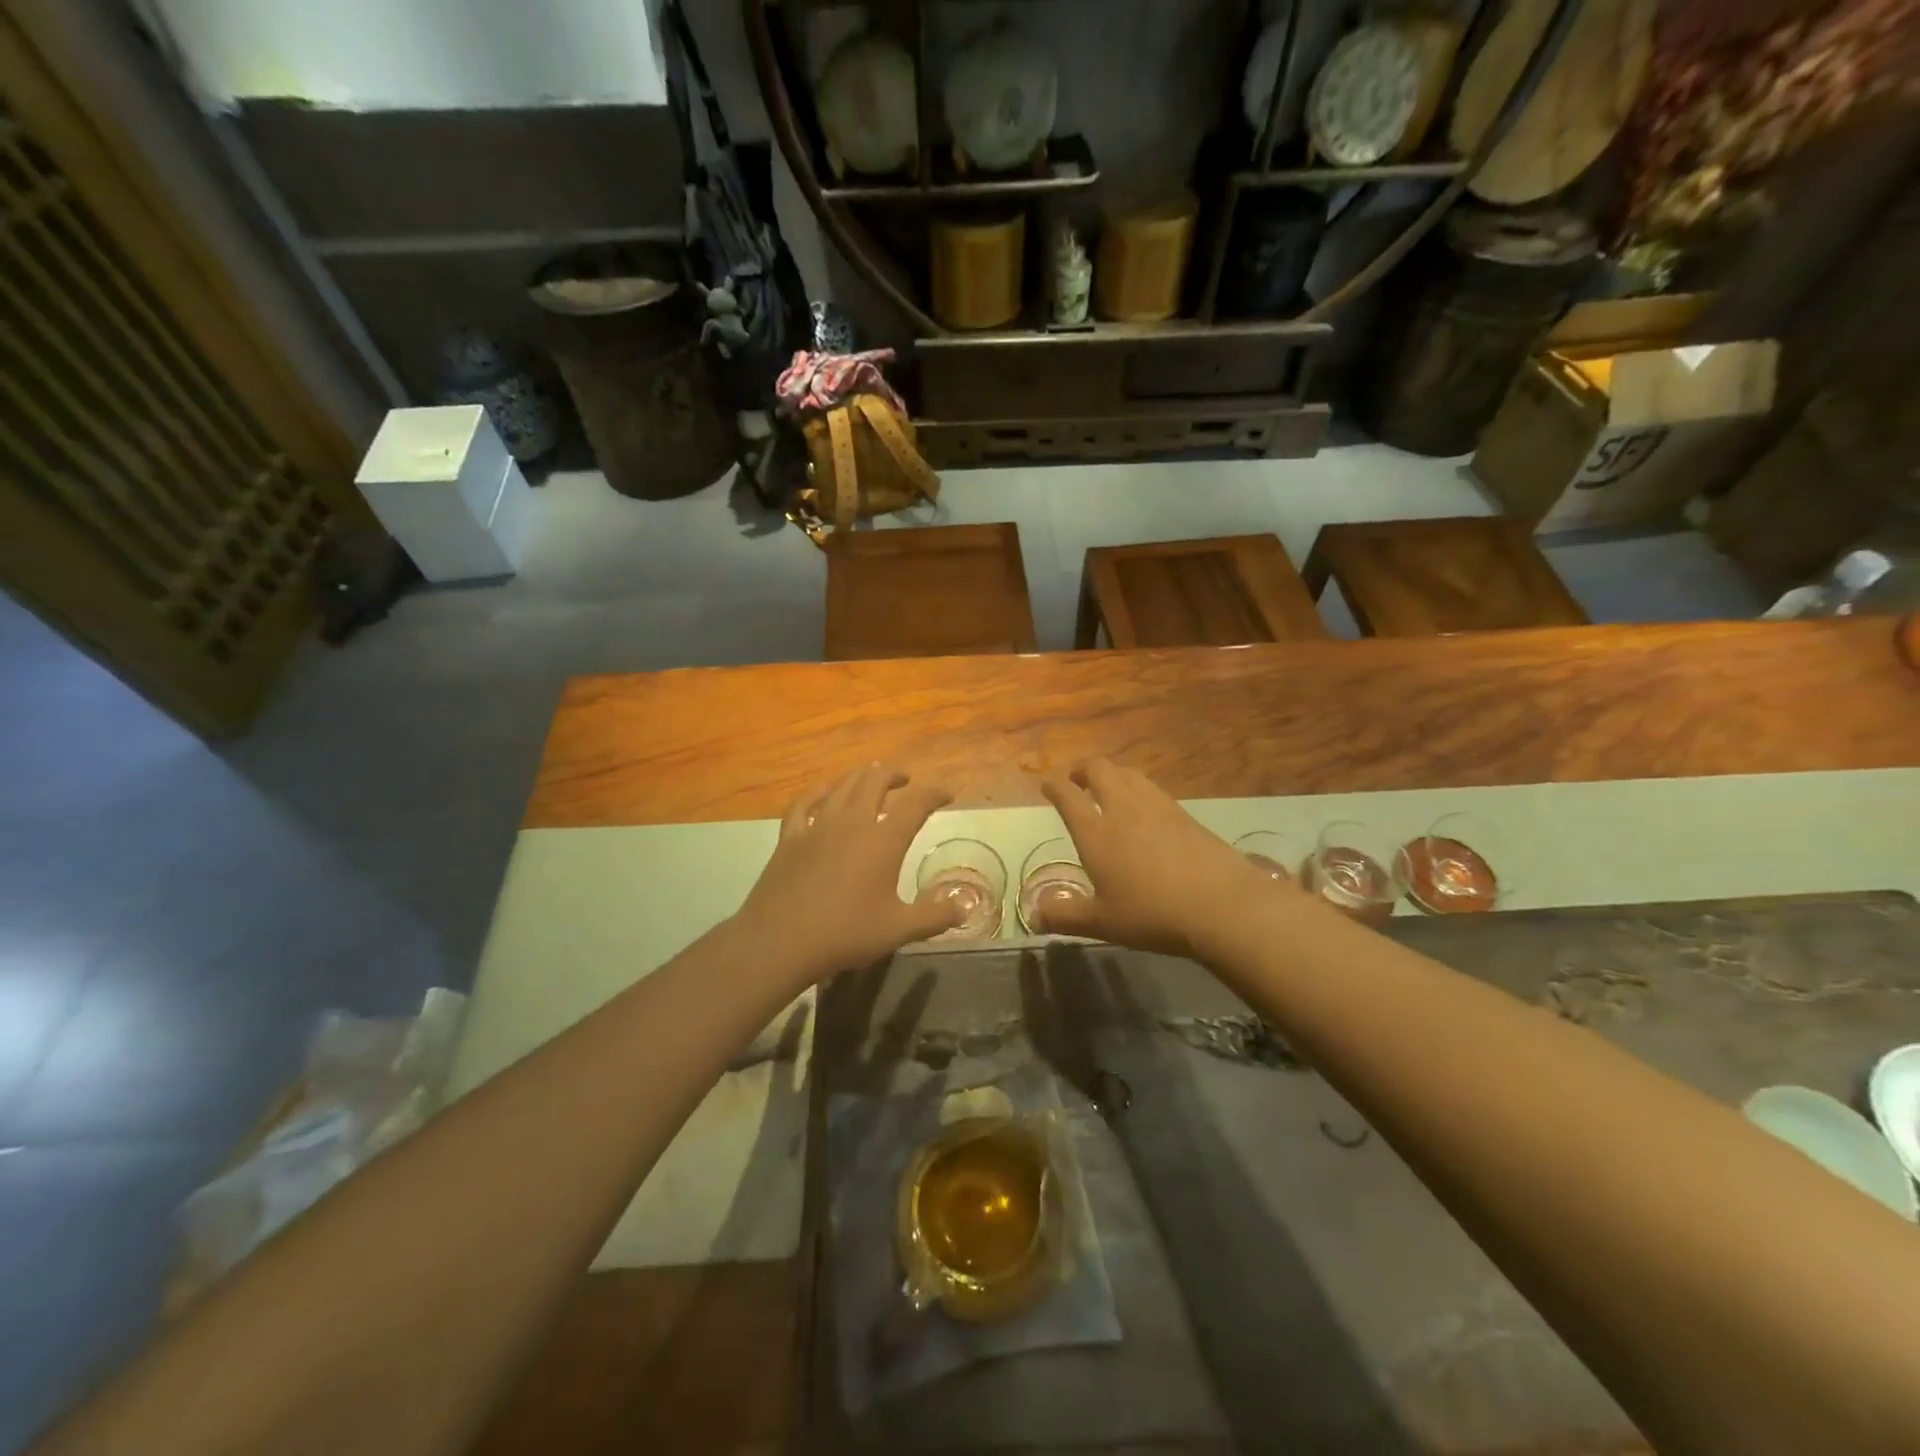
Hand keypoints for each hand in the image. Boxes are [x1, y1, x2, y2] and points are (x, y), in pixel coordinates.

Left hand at [734, 764, 963, 985]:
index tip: (947, 793)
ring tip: (871, 775)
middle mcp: (852, 822)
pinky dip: (819, 792)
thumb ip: (934, 916)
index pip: (916, 803)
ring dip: (861, 776)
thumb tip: (965, 907)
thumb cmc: (845, 934)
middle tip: (906, 780)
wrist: (780, 941)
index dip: (934, 793)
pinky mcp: (790, 837)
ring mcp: (817, 826)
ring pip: (842, 786)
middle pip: (875, 781)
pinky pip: (805, 803)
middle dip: (894, 775)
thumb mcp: (898, 930)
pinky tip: (824, 791)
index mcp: (883, 840)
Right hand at [1038, 758, 1299, 957]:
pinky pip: (1152, 788)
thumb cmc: (1152, 914)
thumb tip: (1034, 916)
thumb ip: (1065, 917)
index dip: (1054, 786)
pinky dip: (1138, 788)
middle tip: (1077, 781)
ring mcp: (1157, 806)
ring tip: (1108, 788)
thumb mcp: (1102, 923)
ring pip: (1128, 773)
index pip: (1068, 796)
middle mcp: (1123, 809)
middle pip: (1099, 769)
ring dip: (1112, 774)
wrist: (1220, 905)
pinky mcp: (1184, 813)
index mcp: (1096, 833)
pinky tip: (1144, 807)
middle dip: (1083, 770)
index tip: (1048, 786)